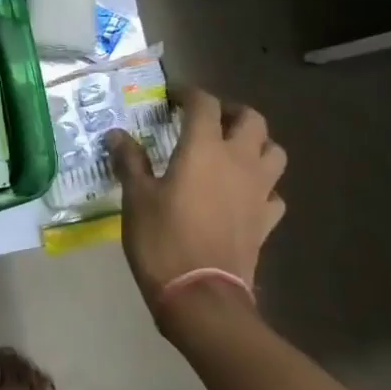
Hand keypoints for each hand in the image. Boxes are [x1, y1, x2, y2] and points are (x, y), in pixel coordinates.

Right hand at [106, 88, 286, 325]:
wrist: (201, 296)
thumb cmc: (162, 239)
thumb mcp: (136, 198)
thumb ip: (129, 161)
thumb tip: (116, 134)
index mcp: (204, 148)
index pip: (204, 103)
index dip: (188, 93)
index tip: (171, 98)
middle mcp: (238, 161)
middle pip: (251, 119)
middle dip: (230, 112)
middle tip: (207, 121)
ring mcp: (258, 191)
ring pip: (273, 152)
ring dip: (256, 144)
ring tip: (232, 152)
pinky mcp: (266, 221)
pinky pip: (274, 193)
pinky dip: (262, 187)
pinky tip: (243, 195)